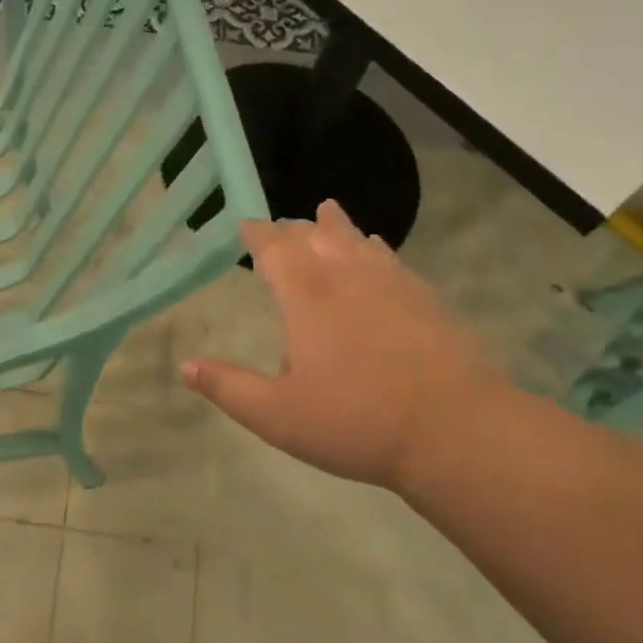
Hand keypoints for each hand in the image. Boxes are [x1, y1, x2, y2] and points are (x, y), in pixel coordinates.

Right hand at [181, 200, 510, 494]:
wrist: (456, 430)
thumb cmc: (355, 422)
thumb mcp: (276, 415)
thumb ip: (228, 387)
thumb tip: (185, 366)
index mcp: (307, 297)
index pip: (275, 248)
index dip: (258, 233)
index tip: (246, 224)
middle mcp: (347, 277)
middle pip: (316, 236)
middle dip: (293, 228)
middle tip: (280, 226)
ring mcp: (392, 284)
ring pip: (357, 240)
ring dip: (335, 226)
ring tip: (326, 212)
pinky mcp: (426, 299)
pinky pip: (391, 258)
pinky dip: (373, 247)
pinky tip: (376, 251)